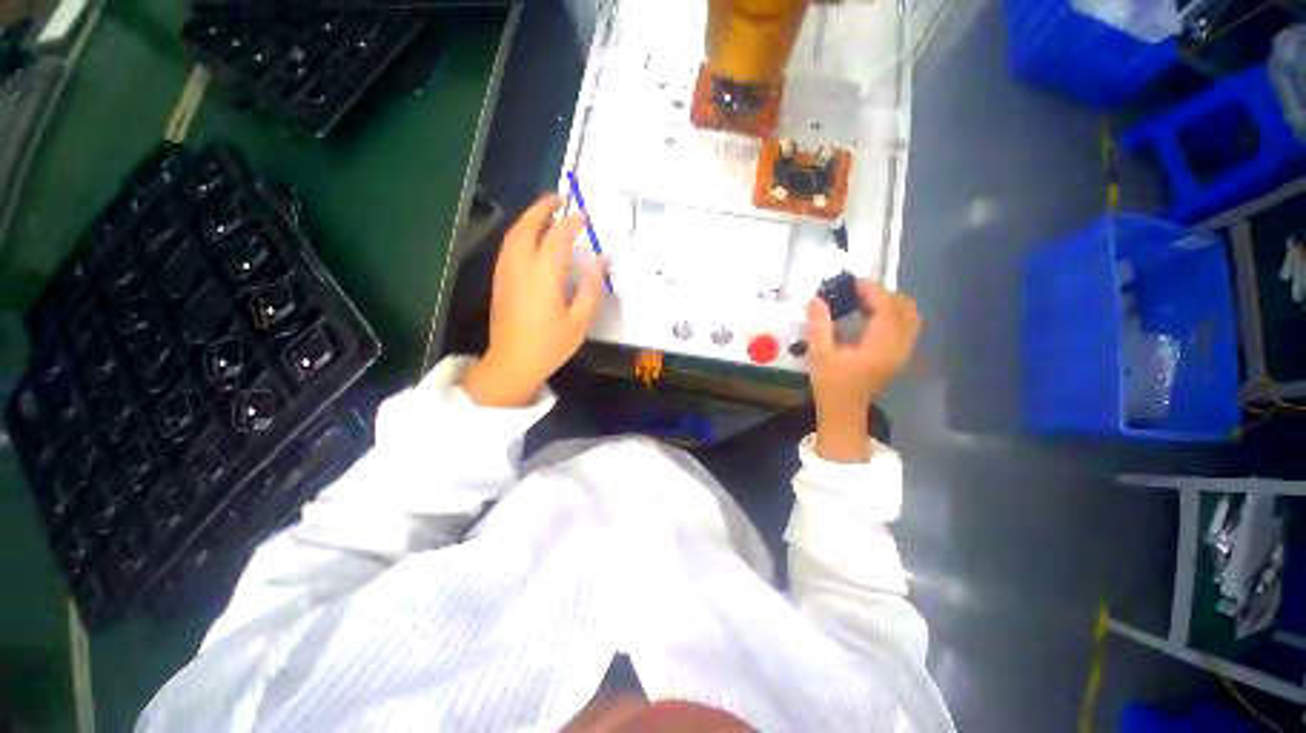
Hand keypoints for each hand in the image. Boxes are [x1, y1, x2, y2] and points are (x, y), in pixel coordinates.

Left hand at [462, 195, 605, 406]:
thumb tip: (600, 260)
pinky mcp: (500, 280)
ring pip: (514, 234)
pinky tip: (532, 237)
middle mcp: (521, 266)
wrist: (512, 363)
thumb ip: (591, 288)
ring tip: (547, 211)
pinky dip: (520, 232)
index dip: (571, 223)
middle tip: (560, 198)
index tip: (584, 217)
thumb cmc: (550, 345)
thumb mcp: (580, 321)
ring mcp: (506, 272)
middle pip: (528, 226)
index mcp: (544, 275)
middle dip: (543, 207)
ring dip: (530, 217)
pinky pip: (509, 246)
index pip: (557, 238)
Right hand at [806, 281, 920, 461]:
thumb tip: (816, 299)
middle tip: (856, 293)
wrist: (843, 412)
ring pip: (910, 317)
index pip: (886, 307)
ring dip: (890, 304)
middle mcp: (899, 347)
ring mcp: (902, 353)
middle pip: (906, 308)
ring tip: (863, 303)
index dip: (871, 290)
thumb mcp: (819, 354)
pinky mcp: (899, 356)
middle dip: (883, 295)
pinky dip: (893, 315)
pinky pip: (906, 327)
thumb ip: (819, 326)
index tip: (851, 283)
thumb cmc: (830, 385)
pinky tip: (870, 318)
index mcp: (881, 346)